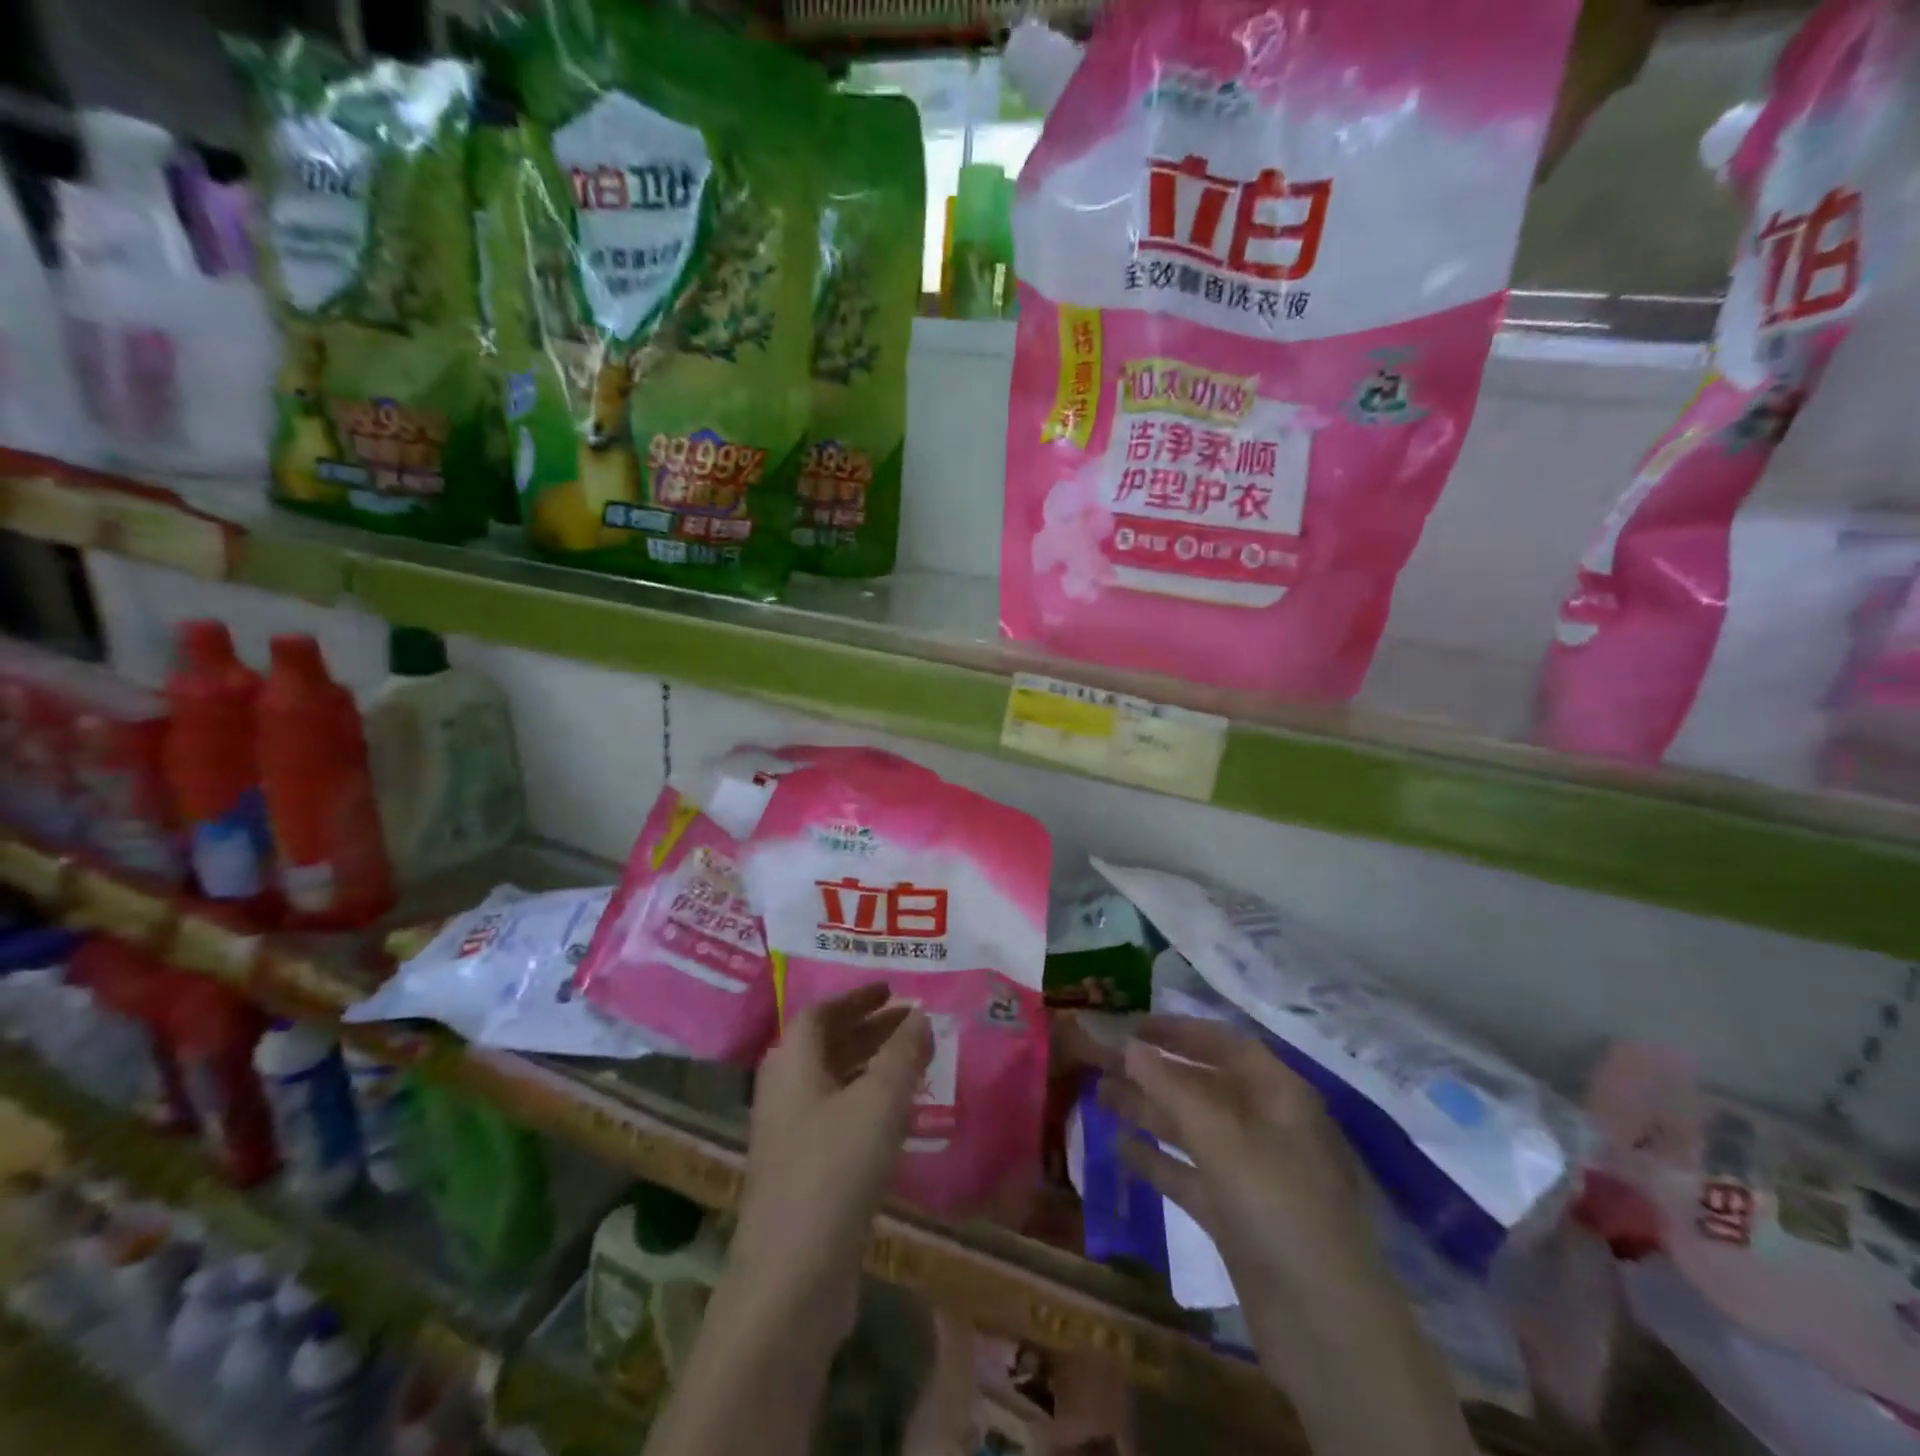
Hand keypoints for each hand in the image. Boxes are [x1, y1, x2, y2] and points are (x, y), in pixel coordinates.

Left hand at [729, 986, 931, 1339]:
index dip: (856, 997)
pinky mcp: (800, 1173)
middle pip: (825, 1044)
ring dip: (868, 1065)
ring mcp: (788, 1135)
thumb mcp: (880, 1101)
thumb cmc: (835, 1169)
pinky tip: (895, 1118)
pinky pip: (835, 1116)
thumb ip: (903, 1053)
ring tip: (911, 1063)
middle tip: (910, 1023)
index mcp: (791, 1062)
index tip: (892, 990)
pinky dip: (864, 1102)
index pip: (820, 1013)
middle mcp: (783, 1091)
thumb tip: (920, 1015)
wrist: (791, 1278)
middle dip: (868, 1028)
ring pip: (831, 1082)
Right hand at [1076, 1015, 1377, 1301]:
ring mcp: (1252, 1174)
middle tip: (1104, 1062)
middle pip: (1205, 1085)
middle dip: (1156, 1072)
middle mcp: (1267, 1126)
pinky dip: (1157, 1160)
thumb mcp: (1223, 1139)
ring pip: (1193, 1129)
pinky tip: (1118, 1148)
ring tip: (1099, 1096)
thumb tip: (1129, 1046)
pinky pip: (1190, 1174)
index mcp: (1280, 1096)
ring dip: (1149, 1111)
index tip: (1133, 1026)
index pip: (1226, 1045)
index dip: (1180, 1032)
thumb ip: (1172, 1088)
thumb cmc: (1279, 1209)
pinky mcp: (1236, 1216)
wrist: (1326, 1330)